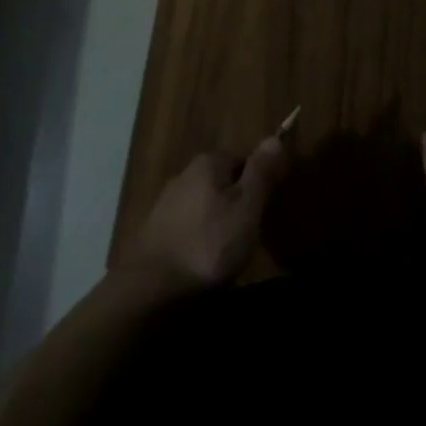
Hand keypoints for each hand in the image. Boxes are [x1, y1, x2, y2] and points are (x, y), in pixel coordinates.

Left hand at [121, 135, 287, 294]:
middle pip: (221, 180)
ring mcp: (165, 203)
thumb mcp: (246, 208)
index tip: (266, 207)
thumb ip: (261, 173)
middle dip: (235, 201)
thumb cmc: (207, 245)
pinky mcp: (153, 232)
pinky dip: (197, 238)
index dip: (258, 180)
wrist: (149, 289)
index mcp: (208, 163)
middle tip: (249, 232)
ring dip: (215, 221)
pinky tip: (201, 260)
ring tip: (227, 251)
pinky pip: (186, 226)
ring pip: (202, 204)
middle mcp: (184, 174)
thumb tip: (276, 137)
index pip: (242, 158)